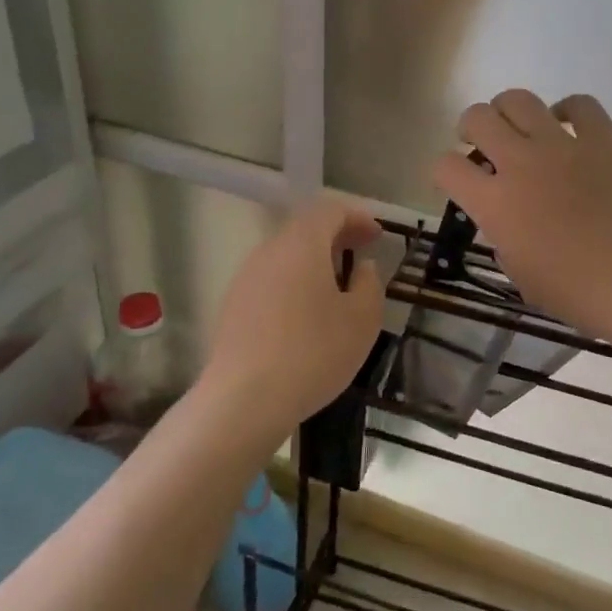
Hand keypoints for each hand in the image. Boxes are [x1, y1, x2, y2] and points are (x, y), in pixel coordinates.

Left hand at [200, 196, 384, 438]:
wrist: (244, 399)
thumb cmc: (314, 352)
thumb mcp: (362, 319)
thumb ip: (369, 283)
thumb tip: (361, 267)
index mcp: (302, 244)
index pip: (330, 210)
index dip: (357, 218)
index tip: (378, 236)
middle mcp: (269, 251)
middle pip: (304, 229)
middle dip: (336, 236)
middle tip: (361, 253)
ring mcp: (246, 278)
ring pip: (286, 255)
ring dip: (314, 261)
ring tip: (338, 286)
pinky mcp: (233, 306)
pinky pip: (271, 280)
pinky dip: (294, 283)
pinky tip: (307, 314)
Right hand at [433, 91, 611, 340]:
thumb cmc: (580, 294)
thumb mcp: (522, 276)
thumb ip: (504, 238)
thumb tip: (508, 218)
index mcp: (495, 203)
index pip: (446, 167)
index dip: (444, 171)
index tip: (458, 180)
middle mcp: (521, 163)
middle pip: (477, 117)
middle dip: (471, 128)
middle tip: (484, 145)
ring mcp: (564, 145)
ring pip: (519, 99)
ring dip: (510, 111)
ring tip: (521, 129)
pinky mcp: (605, 138)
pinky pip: (580, 104)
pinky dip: (568, 110)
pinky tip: (569, 127)